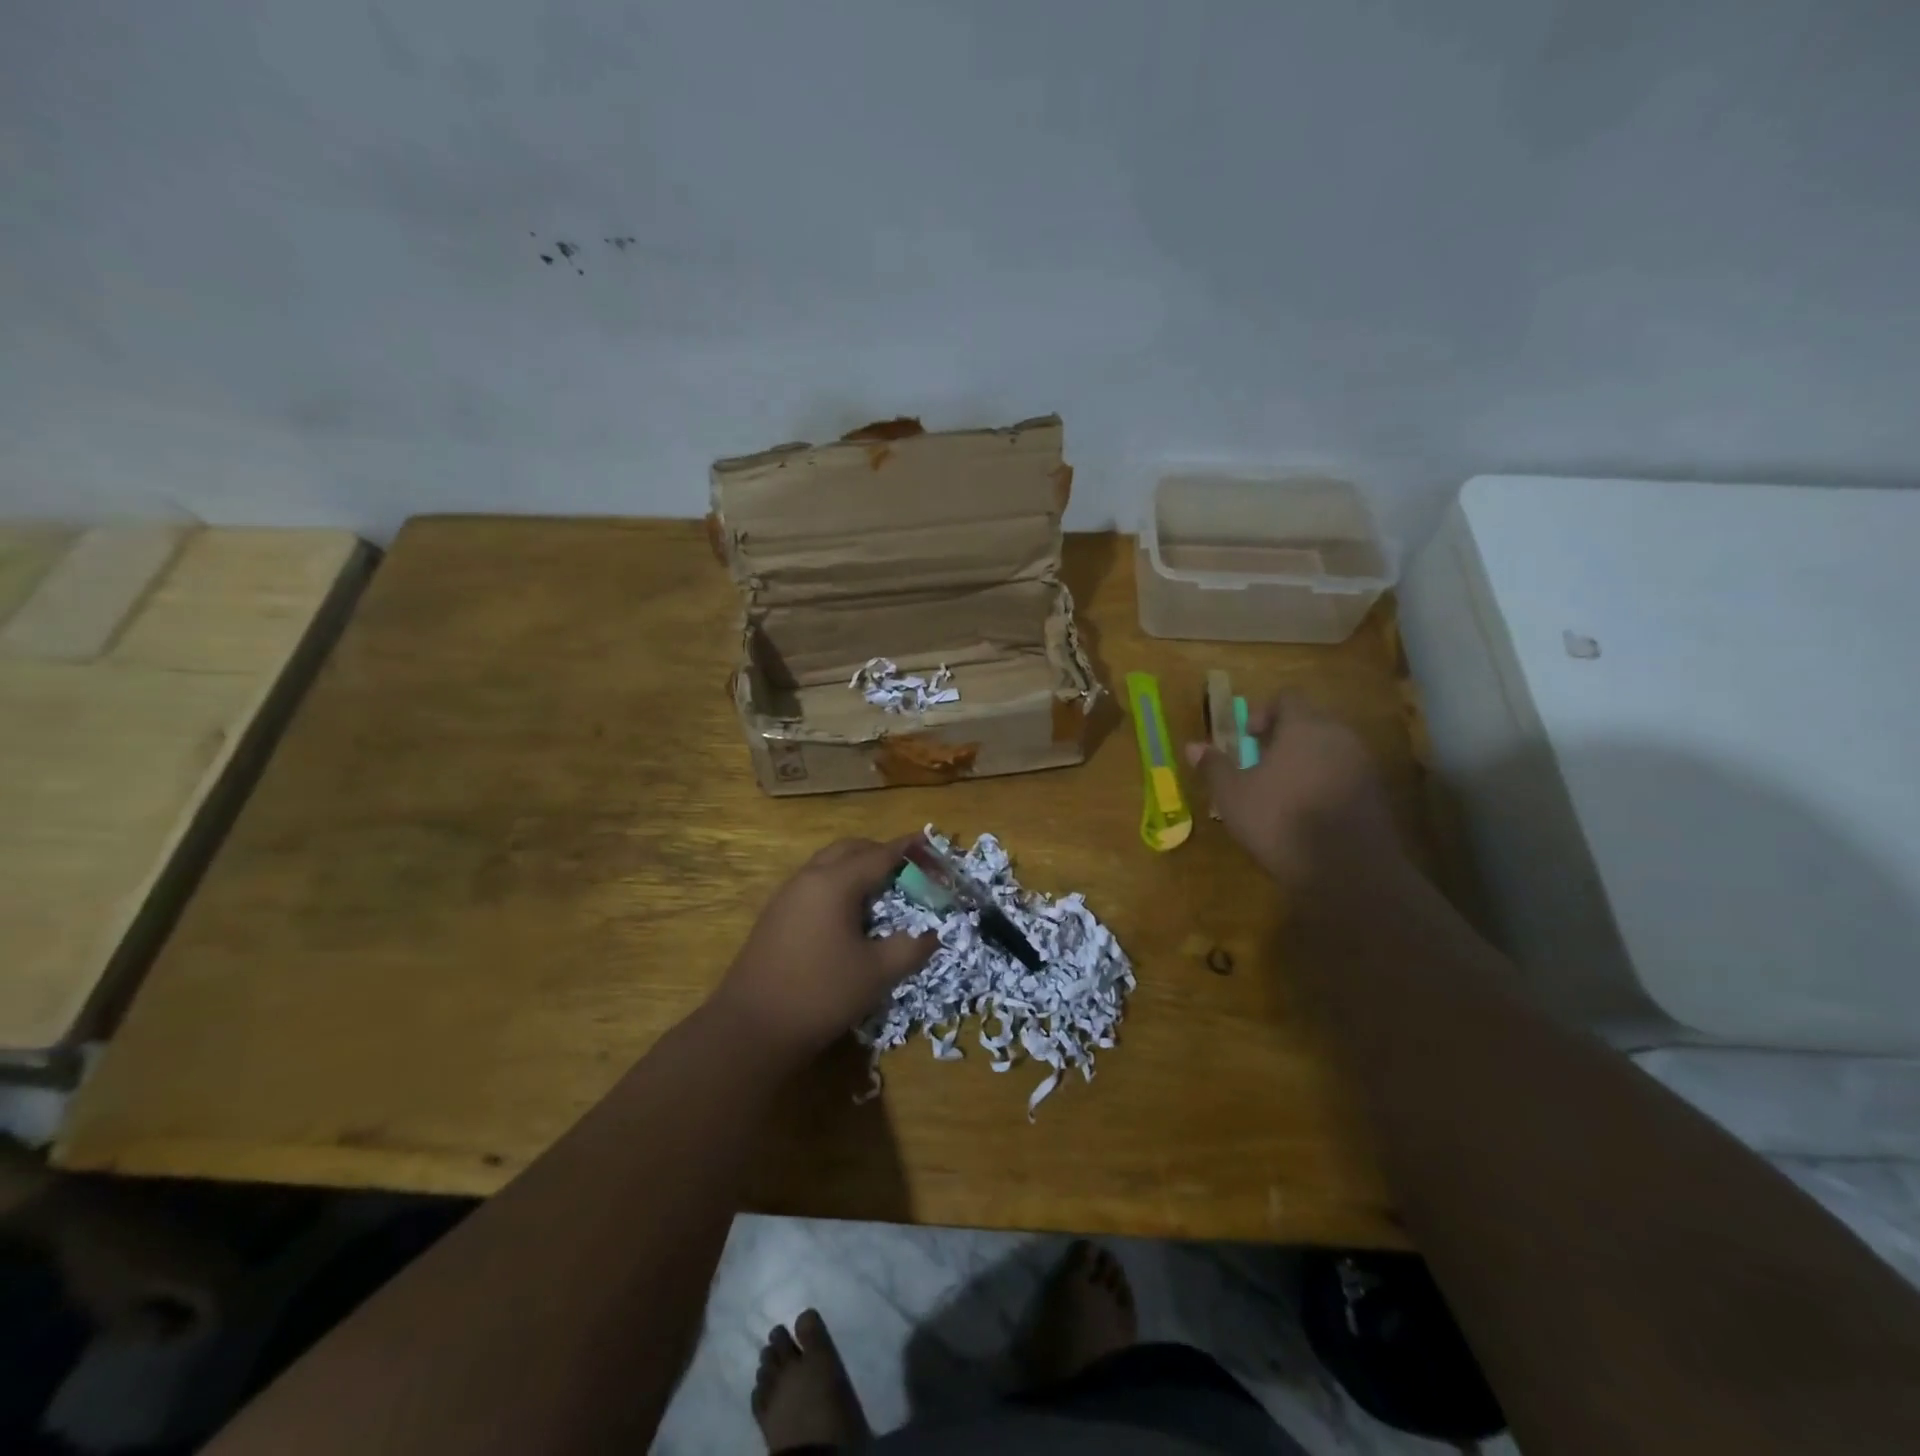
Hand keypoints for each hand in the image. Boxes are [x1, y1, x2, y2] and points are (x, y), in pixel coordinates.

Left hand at [712, 836, 934, 1060]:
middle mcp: (809, 878)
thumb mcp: (876, 973)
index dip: (908, 849)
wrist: (751, 1028)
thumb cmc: (820, 994)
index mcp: (835, 883)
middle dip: (881, 852)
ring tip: (883, 889)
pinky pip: (814, 883)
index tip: (930, 844)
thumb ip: (910, 948)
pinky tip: (850, 913)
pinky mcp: (776, 916)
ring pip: (828, 864)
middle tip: (908, 868)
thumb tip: (933, 934)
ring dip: (857, 866)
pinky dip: (839, 884)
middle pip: (850, 849)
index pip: (880, 854)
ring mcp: (787, 896)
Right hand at [1185, 692, 1403, 893]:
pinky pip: (1345, 774)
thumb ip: (1214, 766)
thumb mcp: (1233, 795)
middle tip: (1260, 765)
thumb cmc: (1280, 820)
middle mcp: (1340, 736)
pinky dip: (1325, 783)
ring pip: (1329, 749)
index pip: (1288, 697)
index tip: (1248, 739)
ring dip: (1305, 761)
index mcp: (1305, 726)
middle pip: (1311, 722)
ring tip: (1281, 791)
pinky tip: (1307, 813)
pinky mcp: (1377, 794)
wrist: (1348, 870)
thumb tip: (1193, 746)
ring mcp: (1364, 765)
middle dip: (1284, 738)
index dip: (1263, 712)